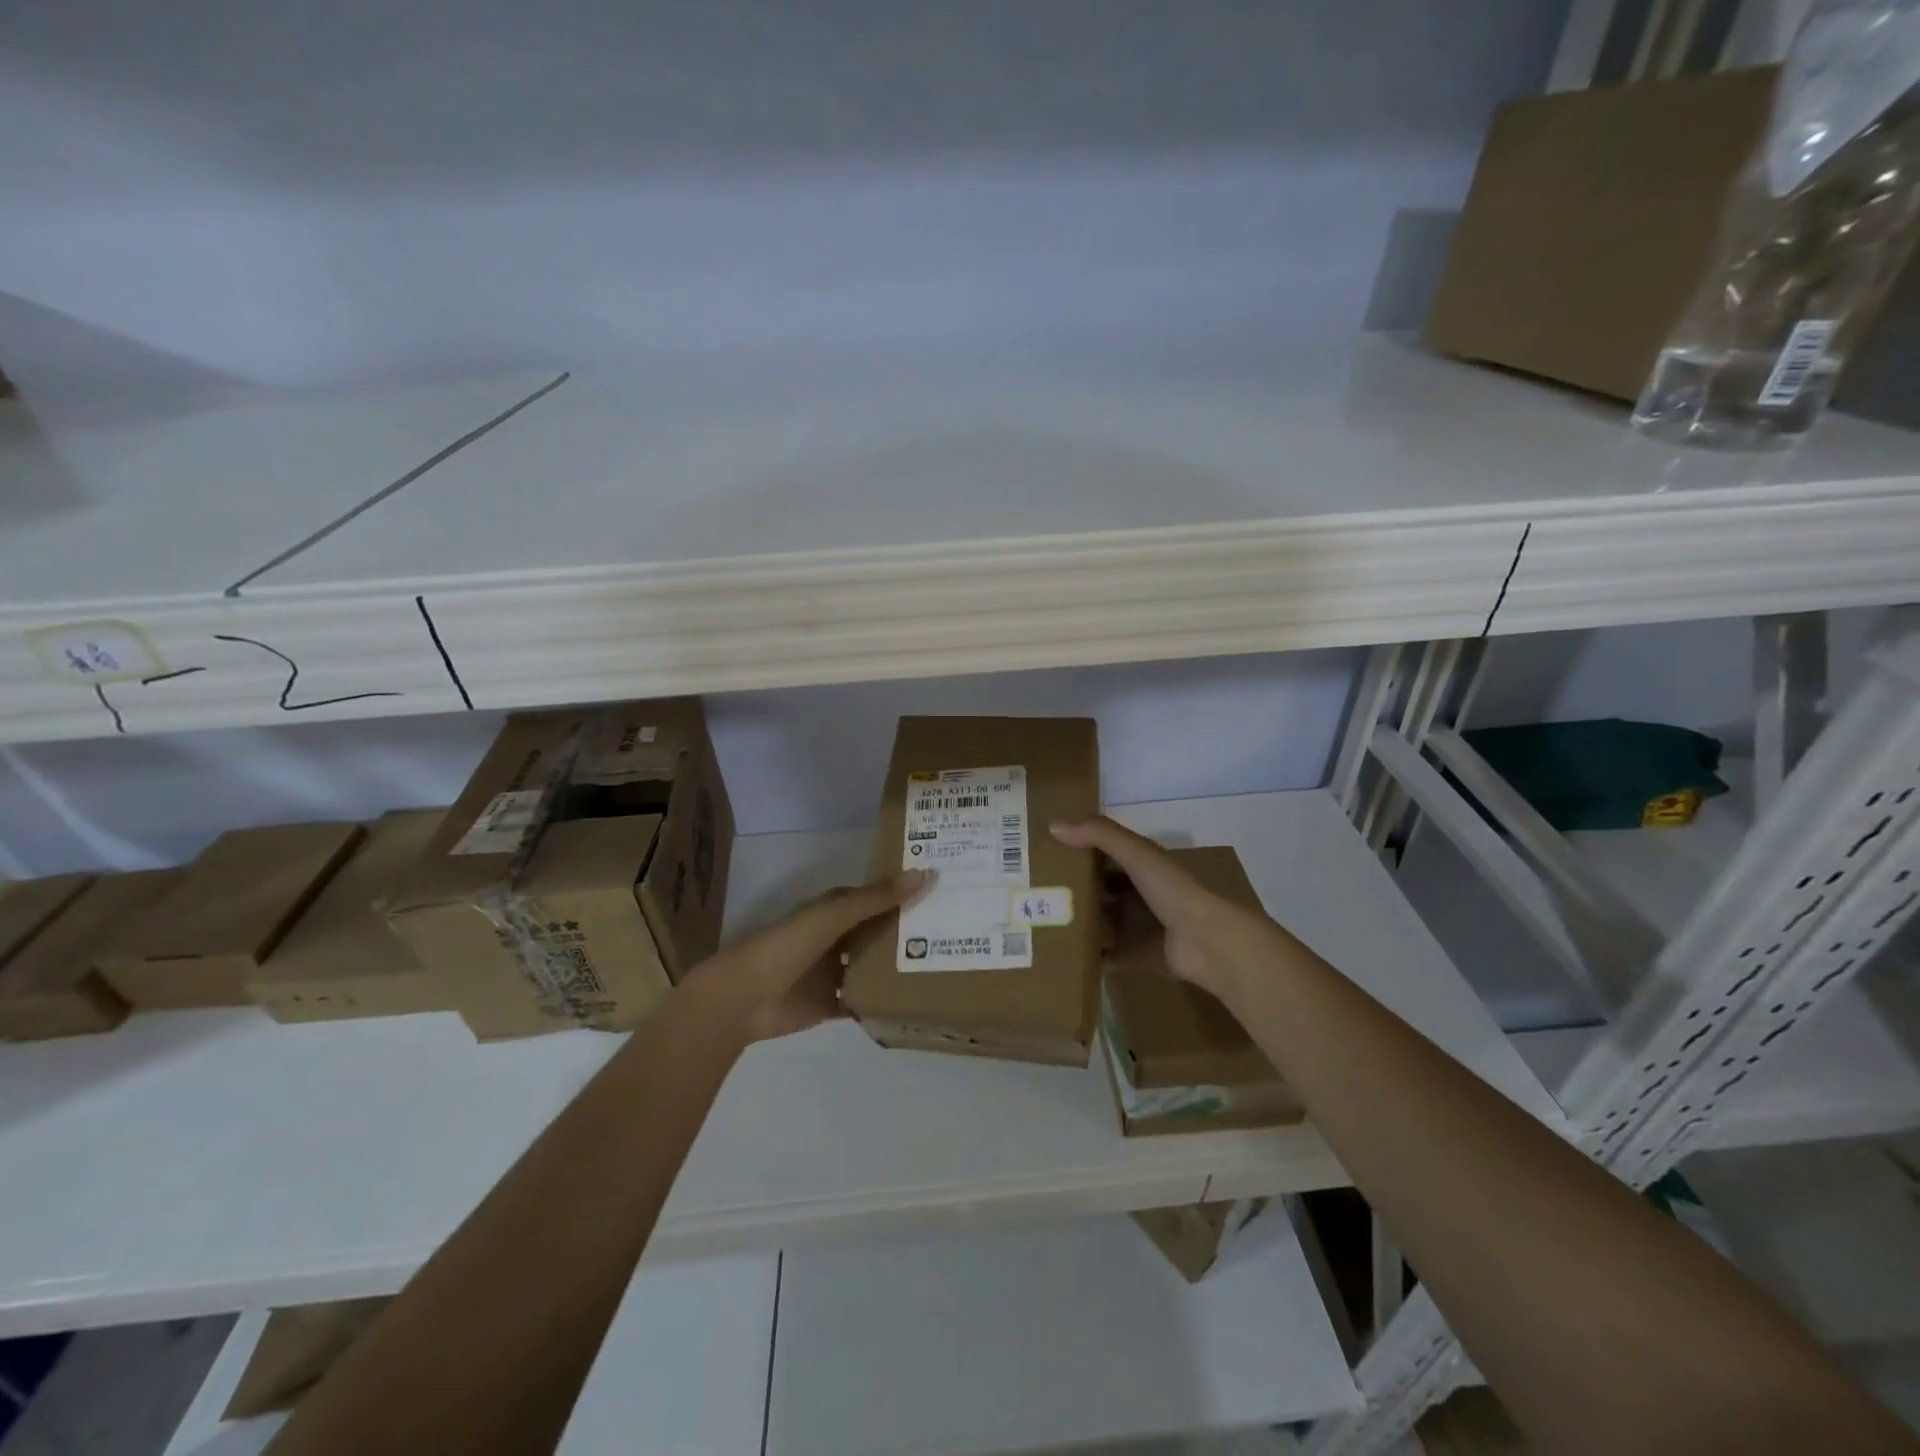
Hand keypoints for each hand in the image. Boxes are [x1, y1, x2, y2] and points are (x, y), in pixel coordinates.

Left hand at [681, 871, 925, 1043]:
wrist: (743, 998)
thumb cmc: (787, 946)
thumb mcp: (833, 915)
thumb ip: (876, 898)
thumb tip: (924, 874)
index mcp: (834, 910)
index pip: (876, 897)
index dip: (905, 893)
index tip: (943, 890)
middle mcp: (837, 938)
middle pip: (879, 932)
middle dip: (909, 931)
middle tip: (956, 930)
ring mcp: (835, 972)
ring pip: (874, 966)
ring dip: (899, 966)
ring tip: (944, 964)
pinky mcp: (832, 1004)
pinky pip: (864, 1001)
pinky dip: (884, 1001)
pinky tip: (915, 1002)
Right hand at [1049, 817, 1282, 1006]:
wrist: (1209, 943)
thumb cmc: (1173, 891)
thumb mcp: (1136, 854)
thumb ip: (1099, 835)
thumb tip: (1052, 826)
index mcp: (1141, 865)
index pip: (1103, 852)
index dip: (1076, 849)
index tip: (1042, 851)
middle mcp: (1138, 893)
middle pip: (1099, 888)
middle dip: (1071, 888)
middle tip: (1032, 890)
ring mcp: (1138, 925)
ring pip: (1100, 921)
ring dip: (1077, 921)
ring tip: (1038, 922)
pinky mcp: (1137, 955)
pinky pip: (1107, 954)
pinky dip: (1088, 955)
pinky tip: (1059, 955)